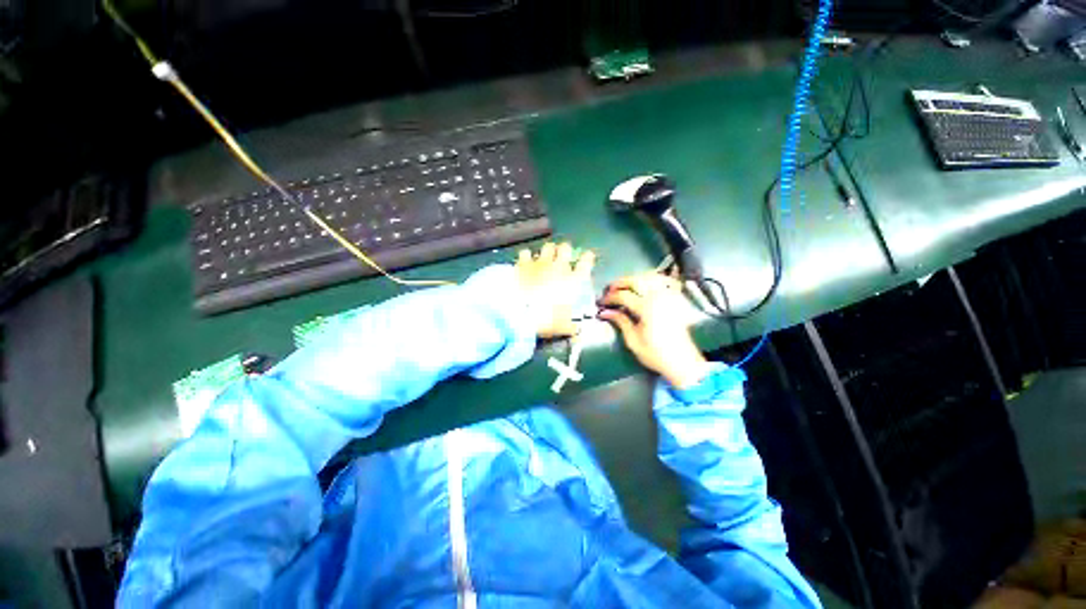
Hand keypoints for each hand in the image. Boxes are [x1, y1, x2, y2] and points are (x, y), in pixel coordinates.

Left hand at [516, 242, 595, 337]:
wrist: (519, 314)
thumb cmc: (546, 320)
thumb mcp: (563, 327)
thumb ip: (572, 327)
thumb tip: (577, 330)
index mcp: (573, 280)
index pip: (586, 262)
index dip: (588, 258)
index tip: (587, 258)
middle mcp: (558, 267)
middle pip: (566, 248)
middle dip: (565, 251)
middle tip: (563, 257)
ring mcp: (540, 263)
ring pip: (548, 247)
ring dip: (548, 251)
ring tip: (545, 257)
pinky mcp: (523, 263)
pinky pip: (526, 252)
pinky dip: (527, 256)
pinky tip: (526, 261)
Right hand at [598, 273, 711, 388]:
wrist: (682, 362)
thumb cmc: (655, 354)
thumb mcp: (633, 340)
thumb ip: (620, 321)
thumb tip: (605, 312)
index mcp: (646, 308)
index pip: (622, 295)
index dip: (609, 297)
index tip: (601, 303)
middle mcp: (658, 298)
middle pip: (635, 280)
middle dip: (619, 283)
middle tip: (610, 290)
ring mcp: (669, 297)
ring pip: (649, 277)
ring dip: (634, 279)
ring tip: (624, 286)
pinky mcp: (676, 300)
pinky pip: (665, 281)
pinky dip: (653, 279)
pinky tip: (646, 283)